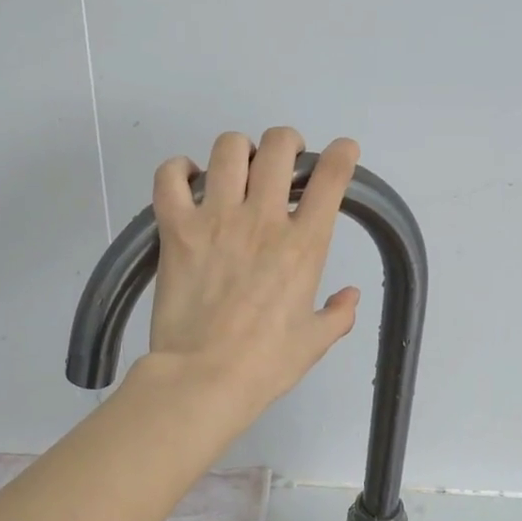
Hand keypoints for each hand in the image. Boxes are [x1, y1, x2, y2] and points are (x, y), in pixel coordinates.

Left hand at [141, 128, 360, 421]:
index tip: (341, 153)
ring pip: (229, 148)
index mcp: (304, 244)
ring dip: (238, 150)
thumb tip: (350, 296)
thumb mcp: (314, 342)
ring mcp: (216, 219)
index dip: (342, 155)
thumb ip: (338, 314)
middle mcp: (263, 219)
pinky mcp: (176, 229)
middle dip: (286, 143)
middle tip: (281, 161)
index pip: (332, 177)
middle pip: (279, 146)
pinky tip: (187, 179)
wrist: (205, 378)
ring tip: (235, 169)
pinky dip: (178, 169)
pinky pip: (170, 177)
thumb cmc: (265, 364)